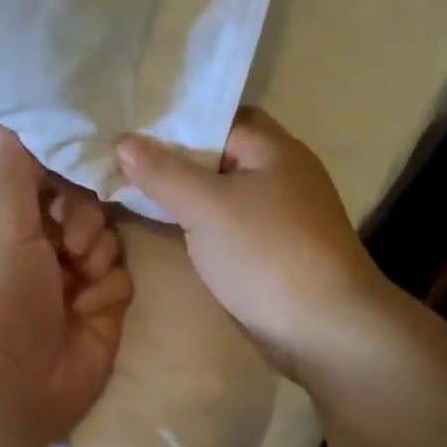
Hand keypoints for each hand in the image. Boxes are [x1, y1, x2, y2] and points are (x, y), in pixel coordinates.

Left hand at [0, 124, 133, 442]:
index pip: (48, 181)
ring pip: (110, 240)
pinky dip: (106, 290)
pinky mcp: (104, 310)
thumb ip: (13, 173)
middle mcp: (45, 250)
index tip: (79, 165)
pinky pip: (122, 277)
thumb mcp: (2, 227)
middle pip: (87, 207)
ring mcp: (76, 282)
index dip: (65, 173)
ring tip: (77, 278)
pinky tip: (86, 310)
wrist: (13, 383)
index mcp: (11, 226)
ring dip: (96, 254)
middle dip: (84, 219)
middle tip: (68, 241)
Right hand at [115, 109, 387, 374]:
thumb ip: (163, 173)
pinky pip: (230, 224)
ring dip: (185, 195)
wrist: (325, 329)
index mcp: (273, 148)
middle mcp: (281, 173)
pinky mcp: (275, 250)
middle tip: (121, 163)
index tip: (128, 129)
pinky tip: (170, 229)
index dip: (172, 121)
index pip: (216, 117)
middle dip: (173, 160)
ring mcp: (280, 214)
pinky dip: (201, 223)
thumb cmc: (266, 254)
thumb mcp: (206, 207)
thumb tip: (123, 140)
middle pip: (218, 155)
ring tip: (132, 192)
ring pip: (223, 193)